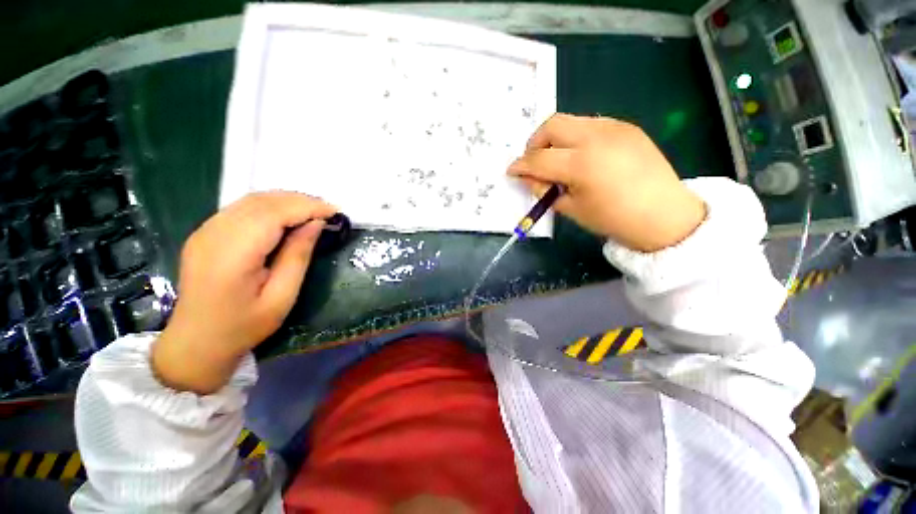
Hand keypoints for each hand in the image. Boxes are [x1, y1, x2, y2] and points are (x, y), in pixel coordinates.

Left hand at [152, 192, 336, 393]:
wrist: (195, 342)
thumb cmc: (243, 326)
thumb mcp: (282, 297)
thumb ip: (298, 256)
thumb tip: (316, 224)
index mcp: (233, 254)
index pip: (274, 214)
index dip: (307, 207)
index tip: (335, 211)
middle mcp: (214, 234)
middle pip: (262, 201)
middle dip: (300, 200)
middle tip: (328, 210)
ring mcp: (205, 231)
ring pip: (251, 200)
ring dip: (286, 201)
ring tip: (313, 211)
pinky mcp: (205, 233)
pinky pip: (241, 208)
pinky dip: (269, 206)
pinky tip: (286, 217)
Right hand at [508, 114, 704, 251]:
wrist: (664, 215)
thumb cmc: (613, 219)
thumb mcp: (571, 209)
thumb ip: (545, 190)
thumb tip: (529, 178)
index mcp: (581, 164)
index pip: (538, 159)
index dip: (520, 165)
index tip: (512, 171)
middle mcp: (596, 137)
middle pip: (552, 125)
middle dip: (535, 142)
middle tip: (534, 162)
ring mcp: (614, 127)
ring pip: (570, 121)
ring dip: (555, 138)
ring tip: (557, 160)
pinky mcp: (626, 127)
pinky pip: (589, 124)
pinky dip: (575, 137)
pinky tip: (581, 156)